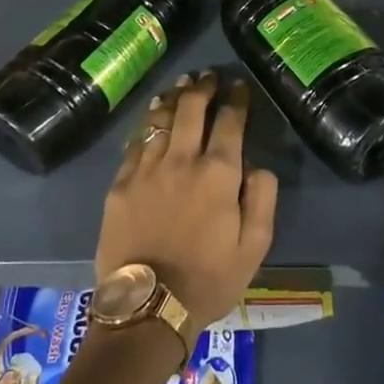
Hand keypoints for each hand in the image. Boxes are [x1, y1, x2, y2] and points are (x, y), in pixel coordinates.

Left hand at [95, 70, 279, 332]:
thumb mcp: (255, 247)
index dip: (236, 99)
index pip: (230, 121)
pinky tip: (152, 115)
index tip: (239, 86)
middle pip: (192, 109)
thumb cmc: (209, 279)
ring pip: (161, 119)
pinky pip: (136, 142)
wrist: (148, 307)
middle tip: (208, 75)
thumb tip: (257, 166)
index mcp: (219, 173)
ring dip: (174, 97)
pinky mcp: (121, 183)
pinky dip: (147, 123)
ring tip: (181, 84)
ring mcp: (147, 169)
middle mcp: (183, 160)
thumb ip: (263, 198)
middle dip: (203, 87)